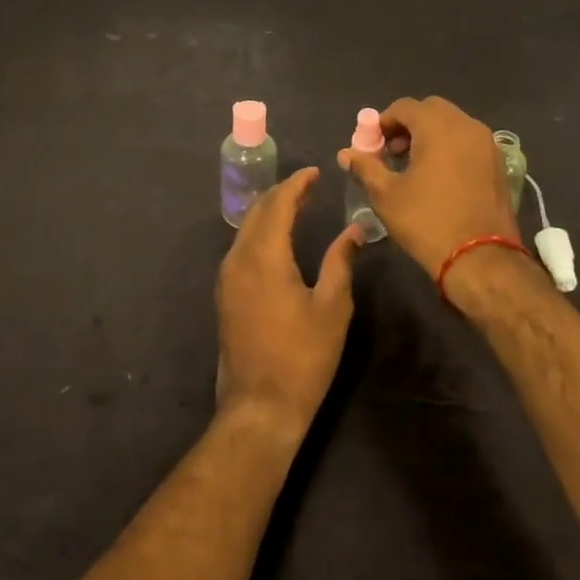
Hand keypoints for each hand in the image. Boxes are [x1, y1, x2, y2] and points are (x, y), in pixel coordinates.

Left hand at [215, 168, 364, 442]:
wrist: (259, 407)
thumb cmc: (302, 357)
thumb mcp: (331, 307)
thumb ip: (340, 261)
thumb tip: (354, 230)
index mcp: (264, 256)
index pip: (278, 204)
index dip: (297, 184)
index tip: (315, 172)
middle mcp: (239, 258)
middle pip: (257, 210)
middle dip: (282, 193)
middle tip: (309, 186)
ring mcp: (227, 277)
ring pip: (246, 228)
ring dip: (270, 212)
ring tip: (297, 207)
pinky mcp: (225, 294)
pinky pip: (241, 247)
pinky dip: (260, 232)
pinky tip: (277, 240)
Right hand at [339, 97, 514, 279]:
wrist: (481, 259)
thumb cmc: (427, 221)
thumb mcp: (386, 195)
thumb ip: (366, 167)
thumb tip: (346, 153)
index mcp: (437, 126)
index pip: (404, 107)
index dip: (384, 122)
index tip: (373, 144)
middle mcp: (466, 125)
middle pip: (431, 110)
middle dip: (409, 124)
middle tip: (394, 152)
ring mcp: (487, 143)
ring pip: (453, 124)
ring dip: (431, 134)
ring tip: (416, 165)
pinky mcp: (499, 163)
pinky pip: (469, 141)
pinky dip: (452, 146)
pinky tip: (441, 175)